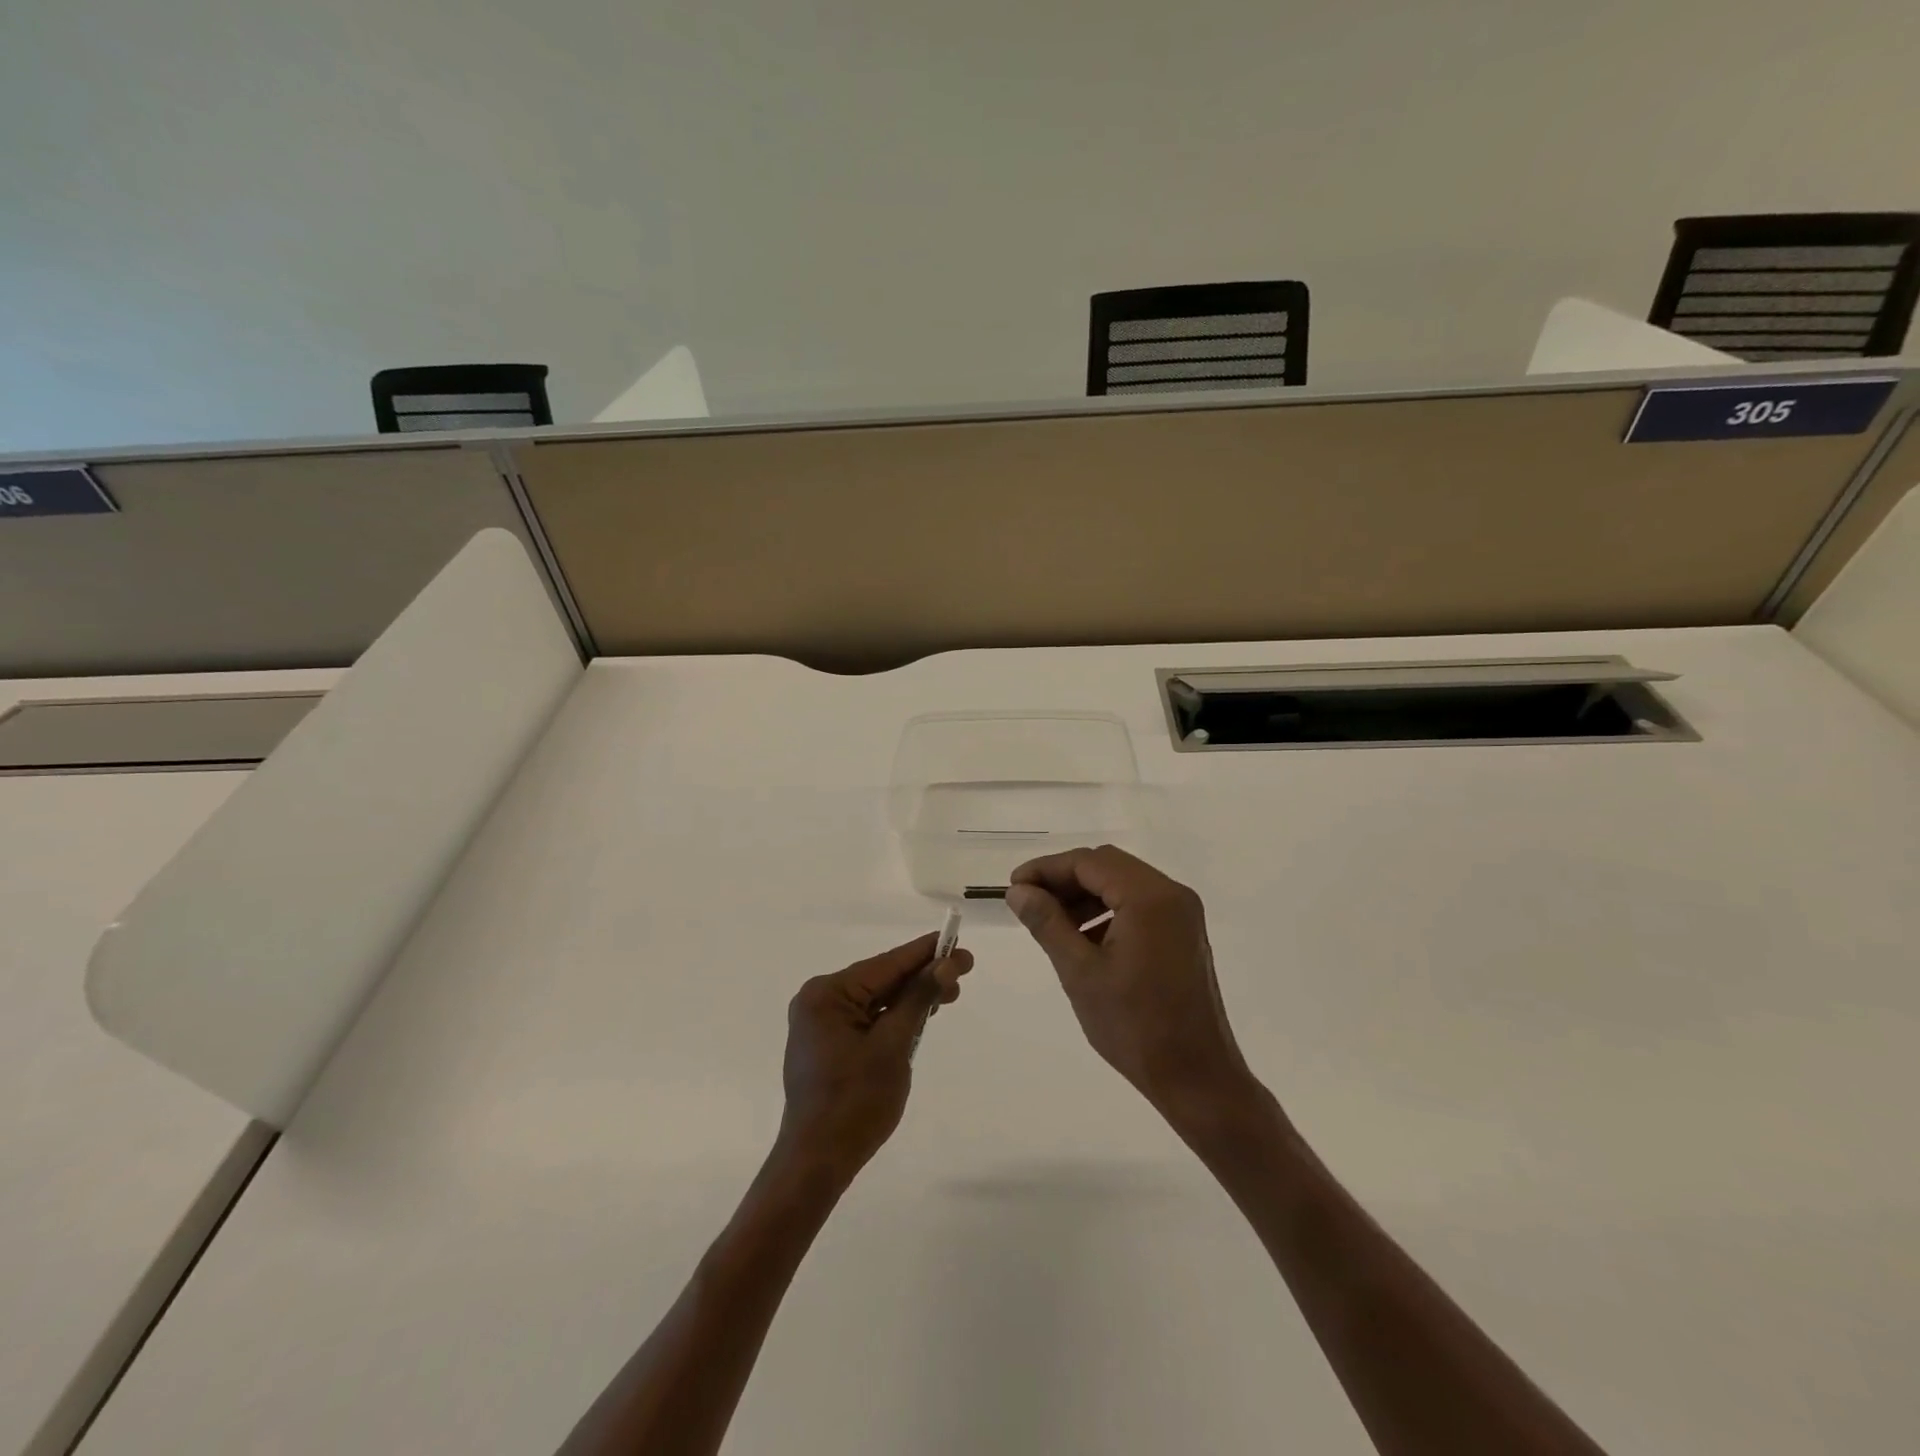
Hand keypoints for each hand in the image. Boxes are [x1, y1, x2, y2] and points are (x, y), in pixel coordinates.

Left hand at [776, 932, 971, 1184]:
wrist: (817, 1163)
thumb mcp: (894, 1046)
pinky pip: (867, 1019)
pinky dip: (894, 1017)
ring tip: (949, 995)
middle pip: (881, 980)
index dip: (925, 953)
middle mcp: (819, 1001)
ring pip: (876, 1000)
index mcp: (827, 994)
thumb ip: (919, 999)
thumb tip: (946, 964)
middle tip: (963, 972)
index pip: (886, 964)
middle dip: (922, 977)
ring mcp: (820, 1024)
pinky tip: (920, 1015)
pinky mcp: (827, 1044)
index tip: (957, 942)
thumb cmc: (855, 1102)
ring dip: (911, 998)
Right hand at [1007, 846, 1252, 1119]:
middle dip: (1064, 880)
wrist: (1196, 1077)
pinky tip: (1083, 939)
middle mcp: (1171, 894)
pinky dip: (1107, 911)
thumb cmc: (1134, 1026)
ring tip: (1050, 923)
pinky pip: (1139, 905)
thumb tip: (1018, 891)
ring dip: (1085, 895)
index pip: (1088, 862)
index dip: (1047, 869)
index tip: (1014, 887)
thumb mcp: (1080, 972)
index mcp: (1149, 897)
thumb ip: (1047, 923)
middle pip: (1107, 866)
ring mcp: (1182, 913)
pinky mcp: (1183, 933)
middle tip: (1028, 903)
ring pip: (1122, 883)